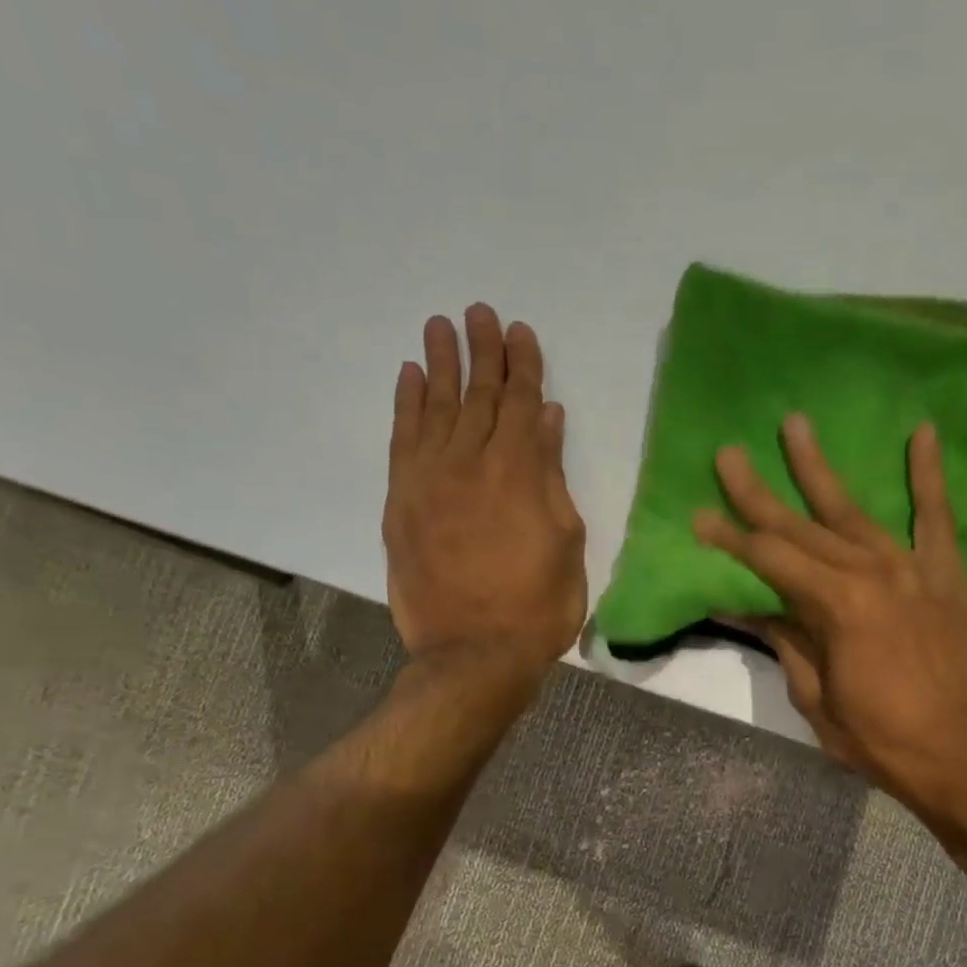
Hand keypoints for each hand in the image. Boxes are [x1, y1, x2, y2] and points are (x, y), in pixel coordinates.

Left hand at [384, 305, 586, 672]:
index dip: (523, 365)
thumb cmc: (537, 606)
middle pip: (478, 395)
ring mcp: (429, 479)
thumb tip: (547, 421)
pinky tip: (409, 378)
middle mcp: (470, 462)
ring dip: (439, 364)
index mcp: (518, 472)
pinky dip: (406, 404)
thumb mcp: (566, 542)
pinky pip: (402, 439)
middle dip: (482, 351)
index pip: (521, 403)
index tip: (521, 331)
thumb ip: (552, 476)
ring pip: (435, 407)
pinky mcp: (401, 501)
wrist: (474, 653)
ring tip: (440, 326)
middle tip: (479, 312)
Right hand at [693, 415, 966, 812]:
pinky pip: (936, 516)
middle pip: (803, 527)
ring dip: (820, 470)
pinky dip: (928, 475)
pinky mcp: (945, 573)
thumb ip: (783, 640)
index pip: (770, 560)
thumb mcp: (814, 696)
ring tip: (795, 425)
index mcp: (836, 604)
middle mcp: (871, 571)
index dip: (730, 540)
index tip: (699, 516)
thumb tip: (741, 604)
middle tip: (728, 455)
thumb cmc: (878, 737)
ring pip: (855, 511)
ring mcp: (912, 567)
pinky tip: (921, 433)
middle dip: (758, 494)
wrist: (961, 753)